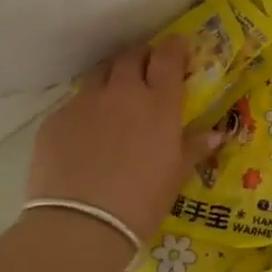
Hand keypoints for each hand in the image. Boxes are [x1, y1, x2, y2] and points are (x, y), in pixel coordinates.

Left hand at [25, 37, 222, 239]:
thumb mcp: (175, 175)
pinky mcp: (56, 119)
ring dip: (112, 77)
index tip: (177, 46)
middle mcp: (123, 92)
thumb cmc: (141, 202)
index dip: (174, 47)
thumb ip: (194, 147)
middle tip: (145, 70)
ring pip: (100, 73)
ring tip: (114, 96)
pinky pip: (75, 103)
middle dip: (141, 57)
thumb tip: (216, 134)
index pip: (168, 57)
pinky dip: (85, 110)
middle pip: (131, 56)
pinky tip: (85, 134)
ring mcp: (86, 102)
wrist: (79, 225)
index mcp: (159, 103)